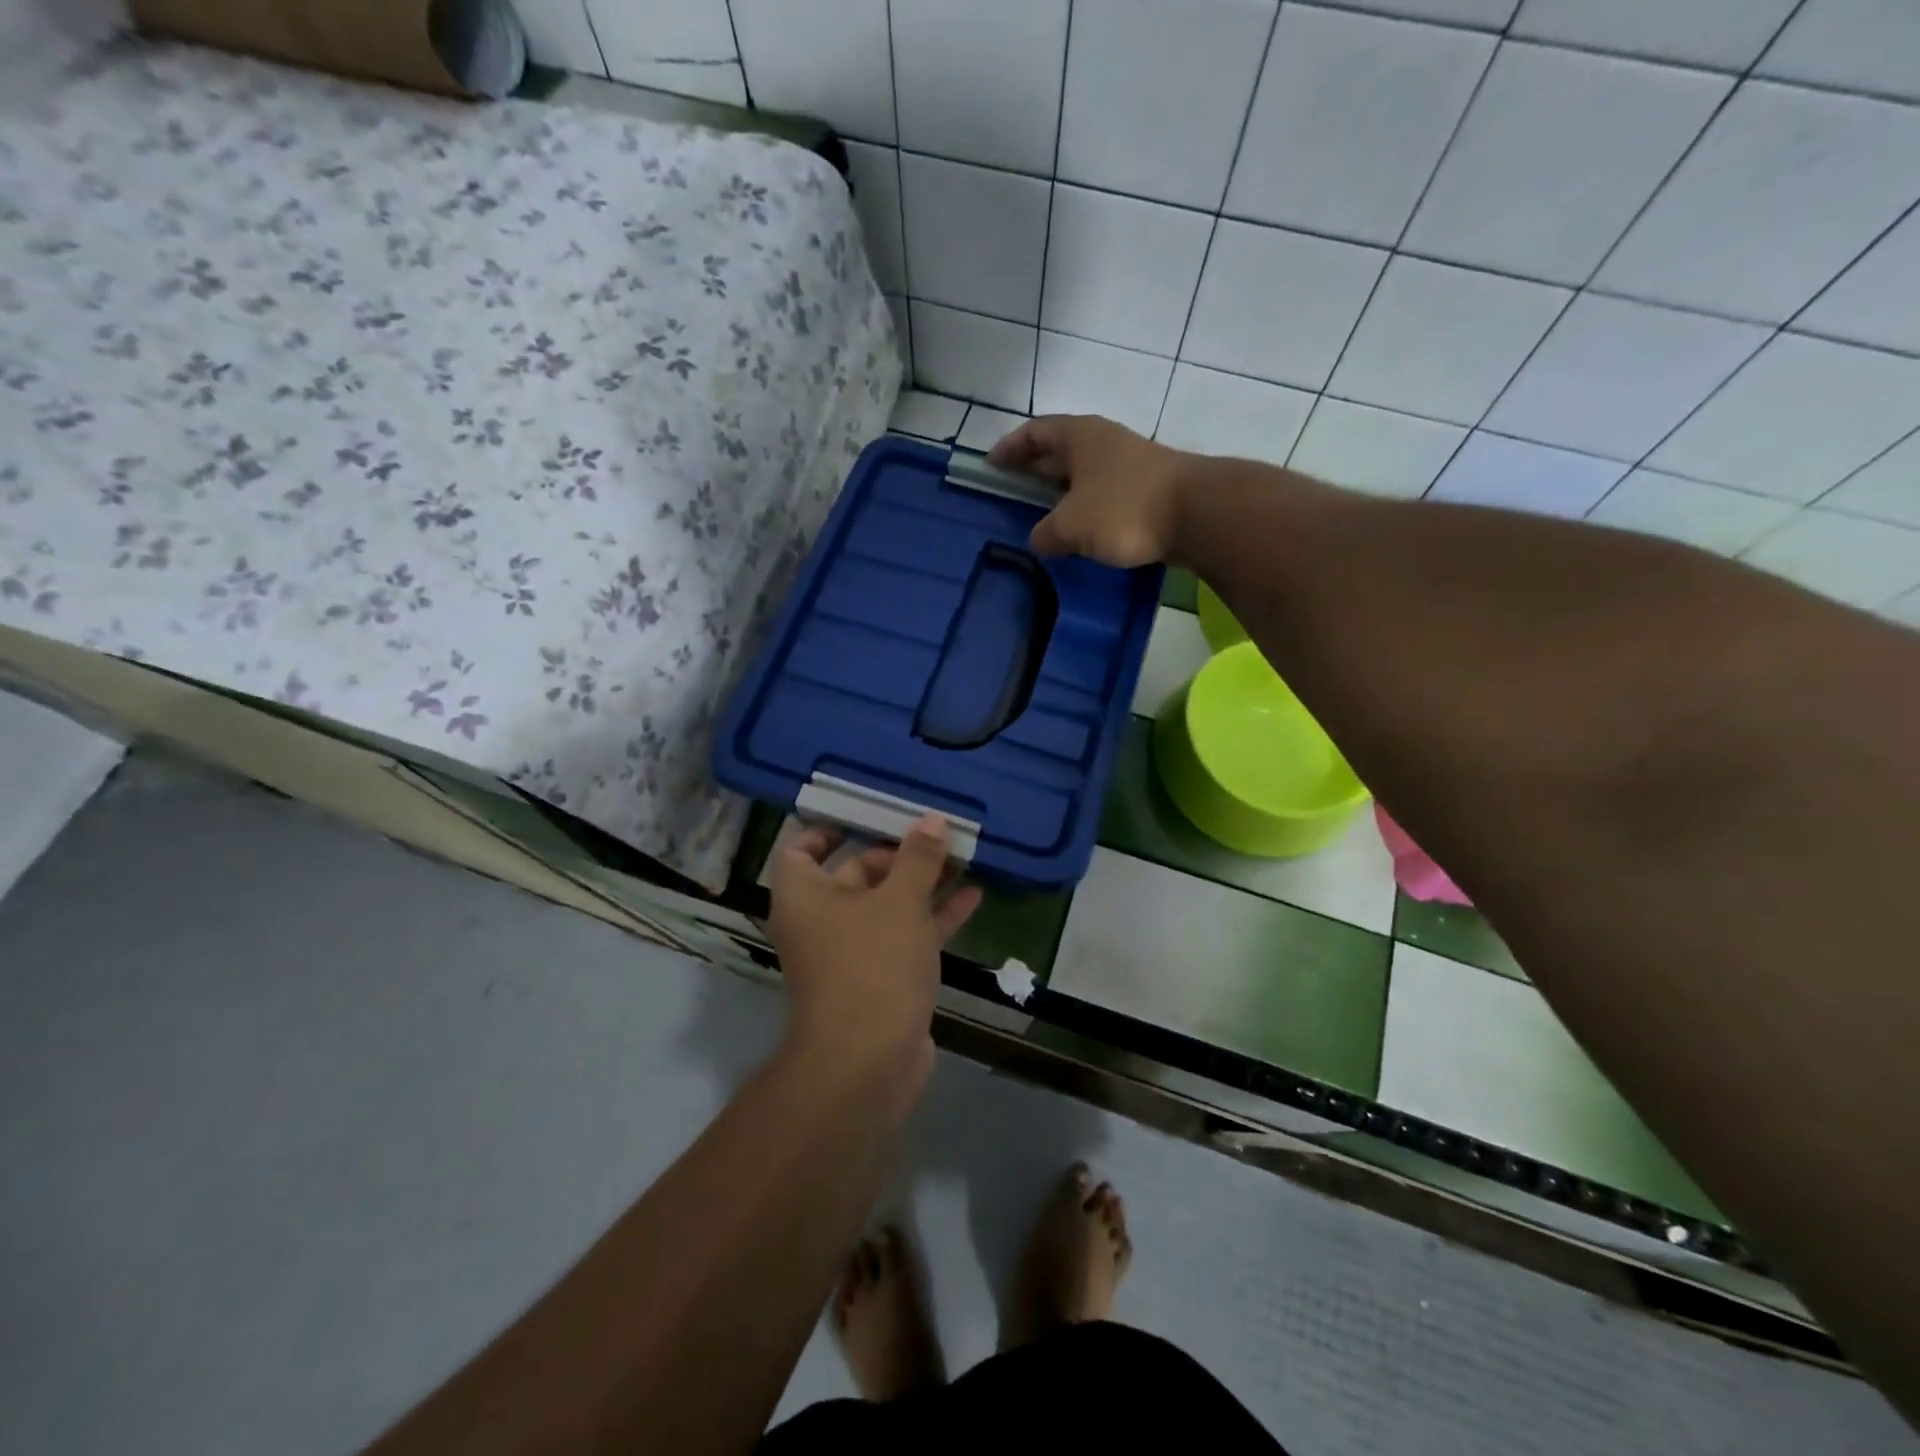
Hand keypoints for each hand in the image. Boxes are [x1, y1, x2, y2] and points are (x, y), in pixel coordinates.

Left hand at [767, 815, 982, 1075]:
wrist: (868, 1062)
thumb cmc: (872, 964)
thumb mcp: (900, 902)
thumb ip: (918, 859)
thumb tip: (932, 821)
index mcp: (805, 895)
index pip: (802, 850)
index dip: (830, 829)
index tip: (868, 815)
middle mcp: (822, 920)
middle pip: (855, 874)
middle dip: (898, 855)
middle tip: (937, 834)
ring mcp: (852, 952)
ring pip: (888, 906)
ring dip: (923, 884)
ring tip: (963, 857)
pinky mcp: (881, 978)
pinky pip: (906, 935)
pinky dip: (934, 917)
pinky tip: (972, 897)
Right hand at [988, 414, 1190, 566]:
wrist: (1197, 514)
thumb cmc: (1123, 508)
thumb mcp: (1070, 525)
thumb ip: (1045, 534)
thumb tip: (1039, 540)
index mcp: (1079, 436)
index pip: (1034, 431)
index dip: (1010, 447)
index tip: (991, 466)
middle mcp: (1103, 442)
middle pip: (1059, 451)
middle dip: (1034, 470)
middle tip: (1012, 493)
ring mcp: (1128, 465)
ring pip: (1083, 475)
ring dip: (1062, 494)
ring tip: (1043, 519)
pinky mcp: (1147, 491)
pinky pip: (1104, 496)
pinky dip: (1086, 510)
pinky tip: (1080, 534)